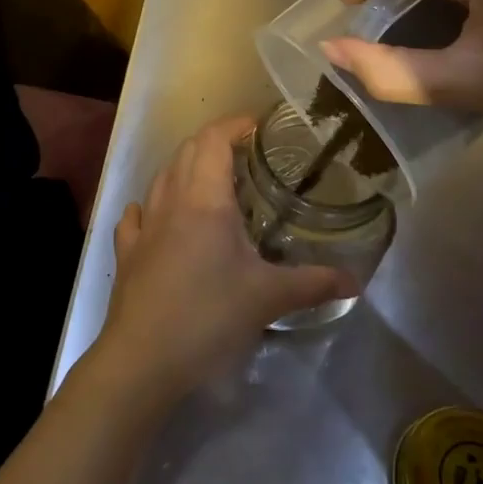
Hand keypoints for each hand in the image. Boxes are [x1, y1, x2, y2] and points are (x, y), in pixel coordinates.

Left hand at [95, 115, 352, 400]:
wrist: (143, 358)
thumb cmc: (209, 316)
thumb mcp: (268, 298)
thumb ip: (313, 284)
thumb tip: (355, 281)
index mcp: (205, 199)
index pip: (214, 139)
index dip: (235, 124)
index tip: (260, 126)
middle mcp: (171, 200)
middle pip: (187, 151)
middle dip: (214, 142)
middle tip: (246, 155)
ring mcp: (144, 225)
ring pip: (162, 177)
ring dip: (185, 169)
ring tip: (212, 183)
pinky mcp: (127, 252)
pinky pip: (137, 215)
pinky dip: (152, 206)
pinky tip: (161, 218)